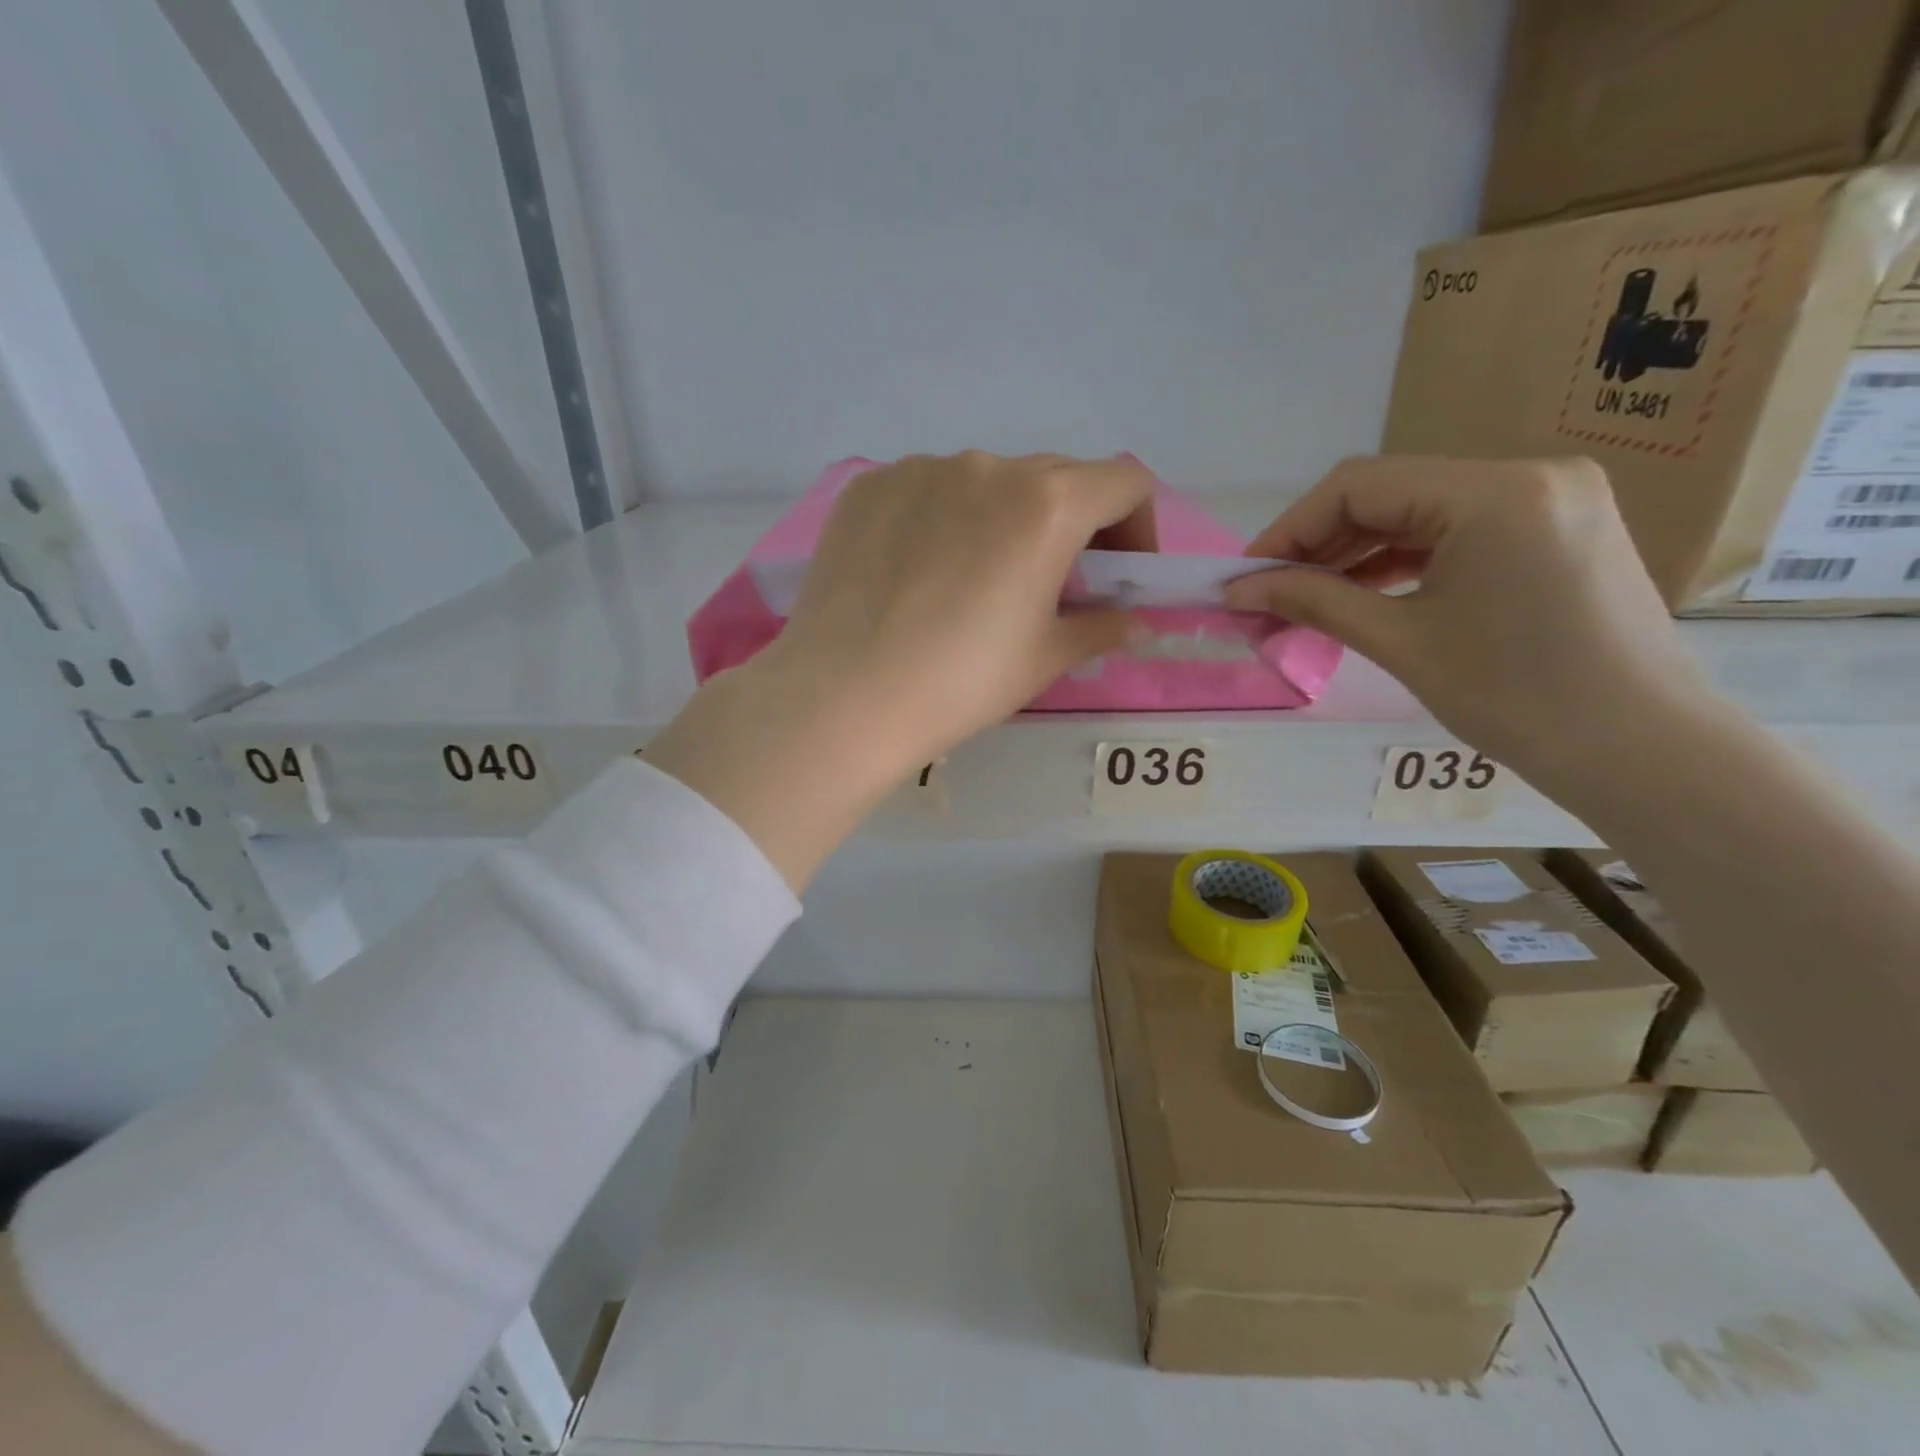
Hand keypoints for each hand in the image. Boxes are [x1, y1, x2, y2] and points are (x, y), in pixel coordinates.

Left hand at [647, 452, 1153, 886]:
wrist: (842, 697)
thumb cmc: (960, 682)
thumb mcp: (1043, 659)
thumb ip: (1101, 628)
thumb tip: (1138, 624)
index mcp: (1047, 505)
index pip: (1125, 484)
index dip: (1139, 527)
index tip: (1118, 574)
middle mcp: (987, 466)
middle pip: (1056, 478)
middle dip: (1073, 525)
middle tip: (1051, 584)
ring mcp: (919, 469)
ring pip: (986, 482)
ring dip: (1003, 519)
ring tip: (973, 581)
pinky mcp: (868, 486)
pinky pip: (926, 490)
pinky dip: (942, 519)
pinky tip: (917, 573)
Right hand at [1225, 456, 1714, 795]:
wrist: (1642, 752)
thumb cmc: (1516, 699)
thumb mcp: (1401, 643)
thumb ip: (1314, 602)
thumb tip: (1239, 591)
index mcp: (1495, 493)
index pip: (1359, 486)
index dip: (1289, 530)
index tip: (1244, 577)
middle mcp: (1528, 475)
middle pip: (1389, 493)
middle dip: (1318, 545)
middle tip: (1266, 595)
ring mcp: (1549, 499)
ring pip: (1420, 512)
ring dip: (1355, 554)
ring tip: (1303, 600)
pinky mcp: (1556, 528)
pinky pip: (1457, 531)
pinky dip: (1401, 561)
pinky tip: (1360, 593)